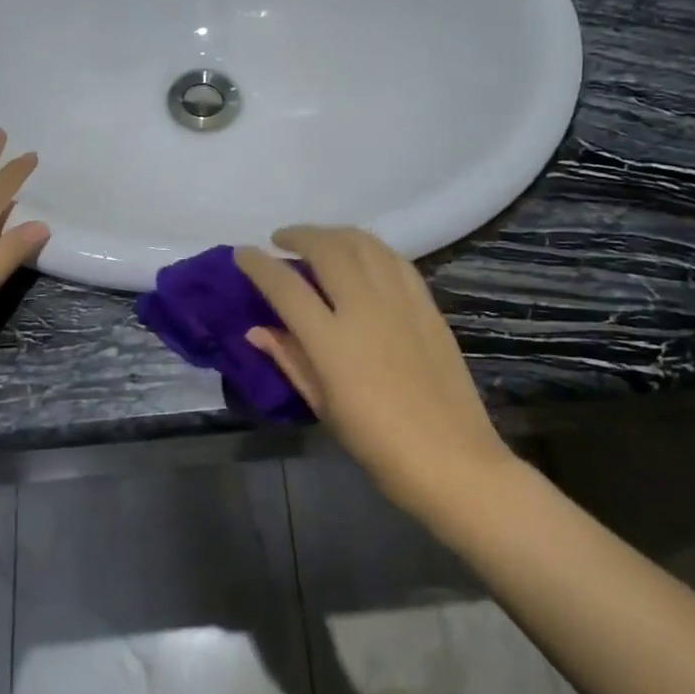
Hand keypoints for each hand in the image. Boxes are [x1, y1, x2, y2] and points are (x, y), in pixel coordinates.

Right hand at [236, 227, 509, 518]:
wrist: (452, 458)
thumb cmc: (377, 443)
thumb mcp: (323, 406)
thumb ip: (289, 360)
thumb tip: (257, 330)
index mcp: (332, 341)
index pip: (286, 287)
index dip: (259, 265)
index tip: (242, 253)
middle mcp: (365, 309)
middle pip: (327, 250)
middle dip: (298, 236)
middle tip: (281, 240)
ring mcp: (401, 302)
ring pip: (364, 244)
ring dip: (335, 234)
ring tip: (318, 240)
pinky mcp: (427, 305)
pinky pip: (395, 260)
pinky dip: (370, 248)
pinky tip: (361, 255)